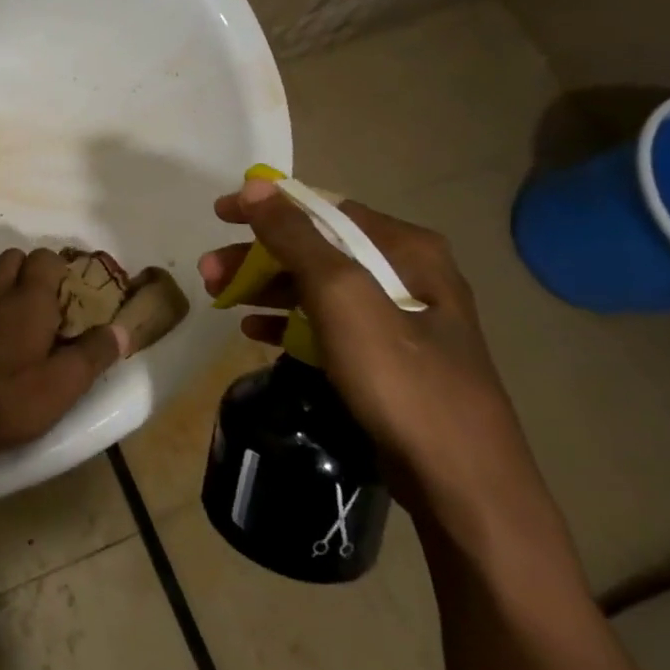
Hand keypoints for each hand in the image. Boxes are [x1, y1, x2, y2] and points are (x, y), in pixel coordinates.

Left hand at [0, 248, 127, 467]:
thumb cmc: (14, 398)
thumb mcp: (66, 383)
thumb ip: (95, 353)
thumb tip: (120, 330)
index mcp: (29, 300)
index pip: (44, 257)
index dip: (60, 266)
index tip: (74, 290)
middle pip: (12, 258)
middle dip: (31, 269)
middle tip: (49, 302)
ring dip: (3, 289)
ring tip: (18, 320)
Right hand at [197, 180, 539, 527]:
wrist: (461, 482)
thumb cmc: (401, 379)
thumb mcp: (343, 297)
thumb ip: (296, 238)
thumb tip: (255, 187)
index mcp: (407, 249)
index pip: (323, 208)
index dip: (267, 207)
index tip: (217, 215)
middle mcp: (407, 273)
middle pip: (315, 248)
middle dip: (257, 255)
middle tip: (208, 271)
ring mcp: (399, 319)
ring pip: (316, 287)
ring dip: (264, 287)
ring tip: (218, 298)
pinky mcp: (387, 358)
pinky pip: (326, 324)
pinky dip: (287, 321)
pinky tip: (253, 332)